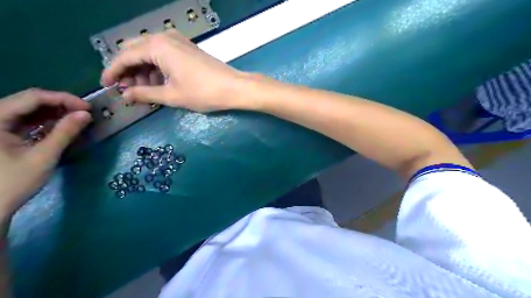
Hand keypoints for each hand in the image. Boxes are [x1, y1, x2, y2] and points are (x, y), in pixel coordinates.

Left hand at [0, 89, 91, 218]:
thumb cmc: (13, 183)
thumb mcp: (43, 157)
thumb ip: (65, 133)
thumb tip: (86, 114)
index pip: (31, 97)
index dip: (63, 99)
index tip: (88, 108)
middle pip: (28, 101)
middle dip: (60, 105)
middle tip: (85, 114)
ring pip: (28, 109)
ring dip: (54, 113)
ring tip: (77, 120)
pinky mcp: (0, 134)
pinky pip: (25, 120)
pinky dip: (45, 122)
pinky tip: (61, 127)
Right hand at [101, 30, 250, 112]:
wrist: (234, 87)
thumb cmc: (203, 92)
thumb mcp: (171, 96)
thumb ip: (145, 94)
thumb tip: (125, 96)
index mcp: (157, 46)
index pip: (125, 56)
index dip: (112, 71)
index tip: (106, 85)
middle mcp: (165, 37)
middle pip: (136, 52)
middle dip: (128, 71)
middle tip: (126, 91)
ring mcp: (178, 41)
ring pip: (149, 53)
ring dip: (143, 71)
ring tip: (143, 91)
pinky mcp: (187, 48)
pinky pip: (163, 55)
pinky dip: (157, 68)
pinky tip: (158, 83)